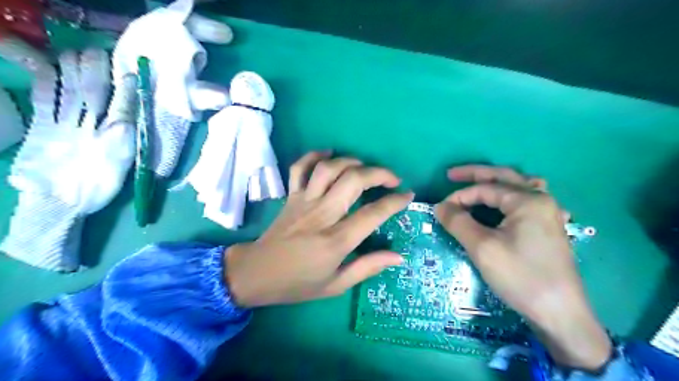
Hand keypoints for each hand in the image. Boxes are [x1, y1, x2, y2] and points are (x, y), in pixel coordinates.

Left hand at [224, 150, 413, 306]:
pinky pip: (300, 168)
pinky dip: (314, 156)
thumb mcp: (335, 285)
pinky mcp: (290, 196)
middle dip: (379, 173)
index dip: (394, 202)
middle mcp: (321, 215)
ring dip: (351, 161)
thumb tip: (398, 256)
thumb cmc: (297, 283)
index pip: (373, 214)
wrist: (255, 274)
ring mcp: (303, 202)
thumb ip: (367, 268)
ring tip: (364, 167)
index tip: (407, 195)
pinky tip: (329, 154)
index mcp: (335, 241)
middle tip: (392, 179)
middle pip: (353, 181)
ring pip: (329, 169)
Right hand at [434, 165, 615, 370]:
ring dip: (496, 182)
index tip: (440, 210)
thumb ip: (458, 222)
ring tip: (478, 184)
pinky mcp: (549, 228)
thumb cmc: (520, 276)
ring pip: (519, 186)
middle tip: (451, 174)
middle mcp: (541, 200)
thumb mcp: (482, 247)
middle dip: (476, 174)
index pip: (485, 189)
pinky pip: (527, 201)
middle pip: (504, 177)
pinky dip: (510, 197)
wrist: (560, 314)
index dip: (459, 196)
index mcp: (528, 200)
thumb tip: (439, 206)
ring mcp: (548, 214)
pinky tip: (507, 204)